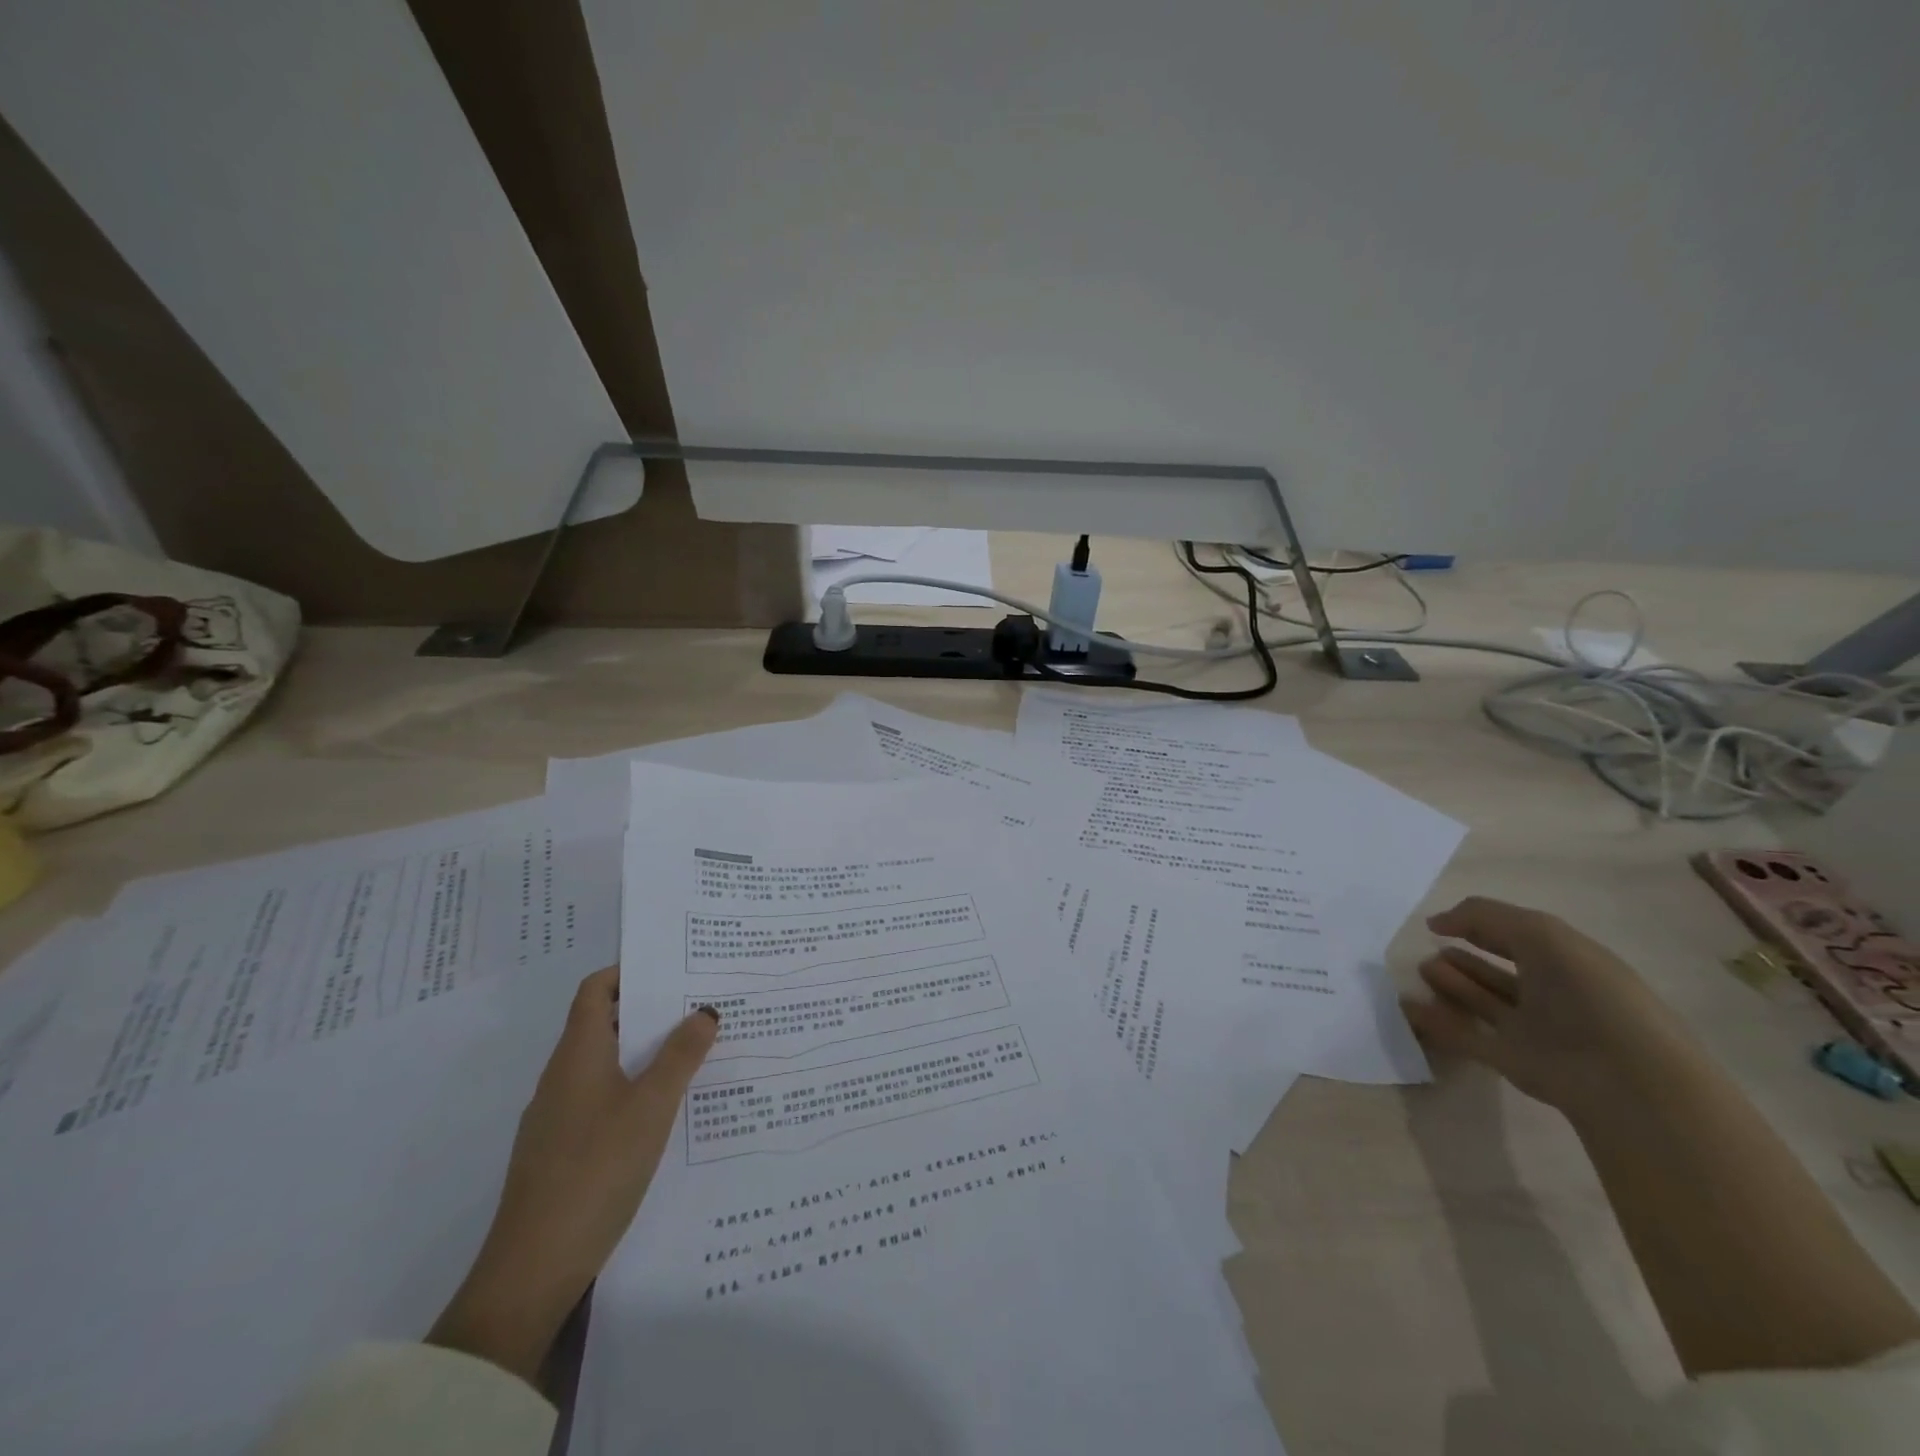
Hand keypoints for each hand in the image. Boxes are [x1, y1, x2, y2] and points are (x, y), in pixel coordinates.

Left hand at [429, 968, 718, 1383]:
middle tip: (702, 1006)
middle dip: (651, 1011)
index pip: (596, 990)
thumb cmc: (596, 1169)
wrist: (534, 1270)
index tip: (676, 968)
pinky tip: (669, 1110)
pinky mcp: (563, 1151)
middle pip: (604, 1024)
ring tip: (698, 1052)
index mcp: (577, 1055)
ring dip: (647, 1052)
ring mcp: (558, 1117)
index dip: (630, 971)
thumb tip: (704, 1010)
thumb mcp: (651, 1107)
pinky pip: (604, 1099)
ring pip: (607, 1064)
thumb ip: (681, 1056)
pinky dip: (636, 1089)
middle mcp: (562, 1077)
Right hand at [1401, 896, 1689, 1120]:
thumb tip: (1437, 922)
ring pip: (1483, 1001)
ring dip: (1450, 984)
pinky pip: (1466, 1036)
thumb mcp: (1540, 934)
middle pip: (1499, 970)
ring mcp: (1533, 1030)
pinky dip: (1436, 1022)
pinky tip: (1408, 1005)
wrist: (1625, 1079)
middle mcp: (1553, 994)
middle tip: (1427, 949)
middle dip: (1464, 956)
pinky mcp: (1513, 1061)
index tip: (1437, 924)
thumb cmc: (1590, 993)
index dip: (1479, 924)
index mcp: (1569, 960)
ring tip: (1421, 970)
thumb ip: (1485, 916)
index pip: (1518, 935)